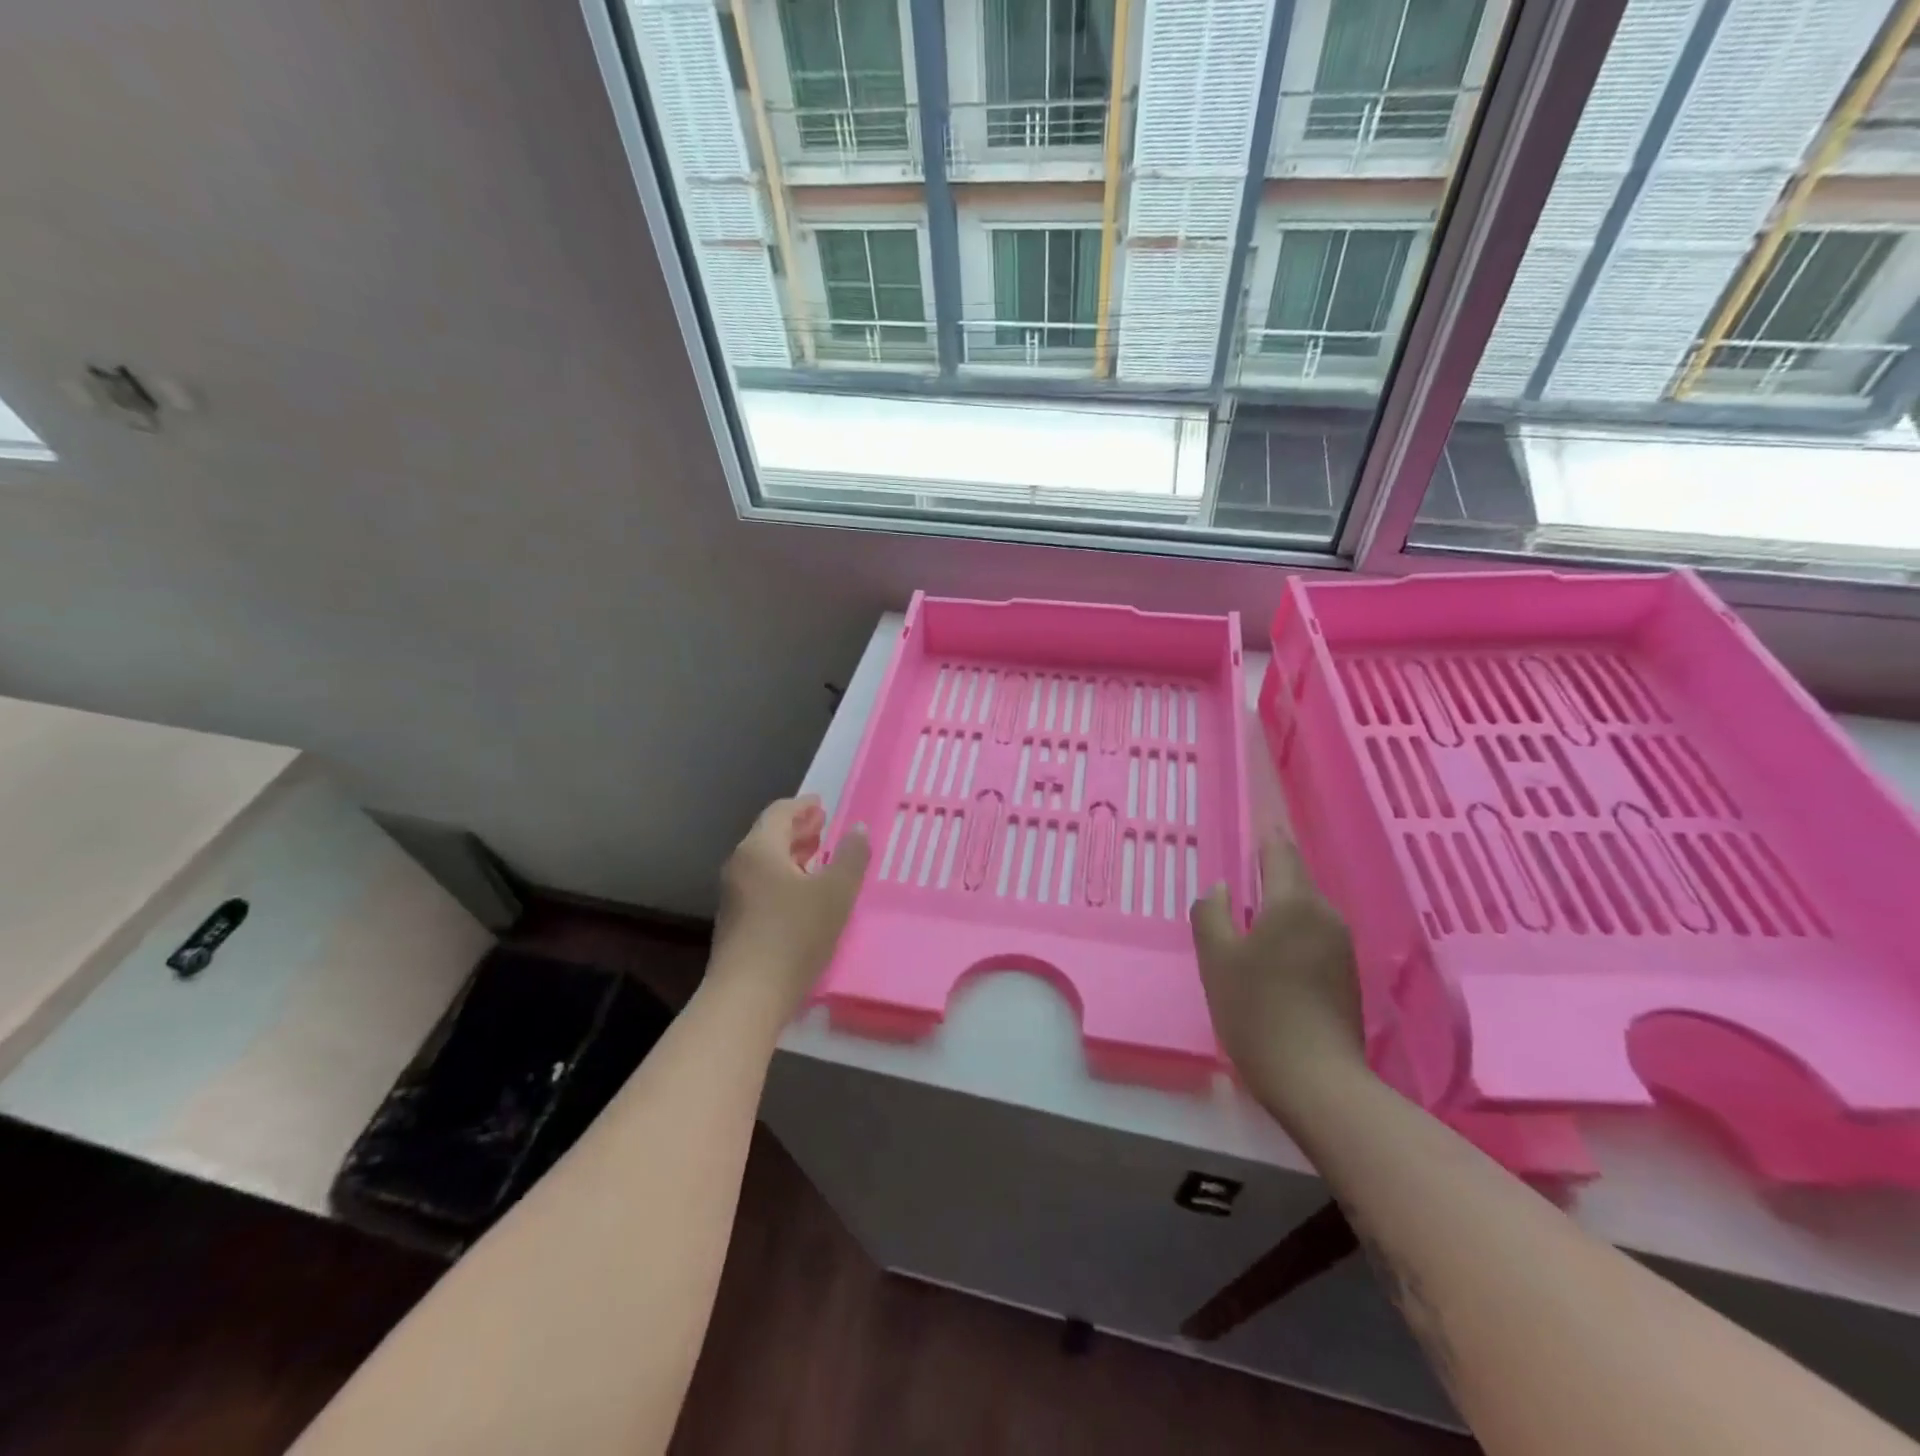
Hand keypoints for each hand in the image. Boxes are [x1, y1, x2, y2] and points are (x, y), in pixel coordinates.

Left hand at [711, 796, 869, 1019]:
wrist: (747, 996)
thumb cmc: (794, 935)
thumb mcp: (836, 893)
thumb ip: (851, 857)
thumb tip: (858, 829)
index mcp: (759, 849)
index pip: (779, 812)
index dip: (803, 807)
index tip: (822, 806)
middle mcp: (740, 866)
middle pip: (768, 836)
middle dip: (797, 830)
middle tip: (823, 828)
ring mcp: (733, 895)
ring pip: (764, 862)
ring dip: (791, 855)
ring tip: (818, 858)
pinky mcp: (734, 922)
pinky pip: (761, 885)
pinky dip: (783, 877)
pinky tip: (802, 894)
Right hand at [1190, 834, 1365, 1114]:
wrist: (1317, 1082)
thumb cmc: (1258, 1011)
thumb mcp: (1217, 959)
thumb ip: (1211, 914)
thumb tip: (1220, 889)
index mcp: (1294, 902)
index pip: (1280, 851)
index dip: (1266, 834)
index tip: (1256, 818)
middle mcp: (1325, 915)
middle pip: (1294, 880)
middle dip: (1268, 872)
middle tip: (1237, 874)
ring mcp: (1341, 946)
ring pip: (1304, 909)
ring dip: (1278, 905)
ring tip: (1248, 916)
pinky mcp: (1346, 975)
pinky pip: (1313, 935)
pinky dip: (1290, 931)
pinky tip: (1270, 954)